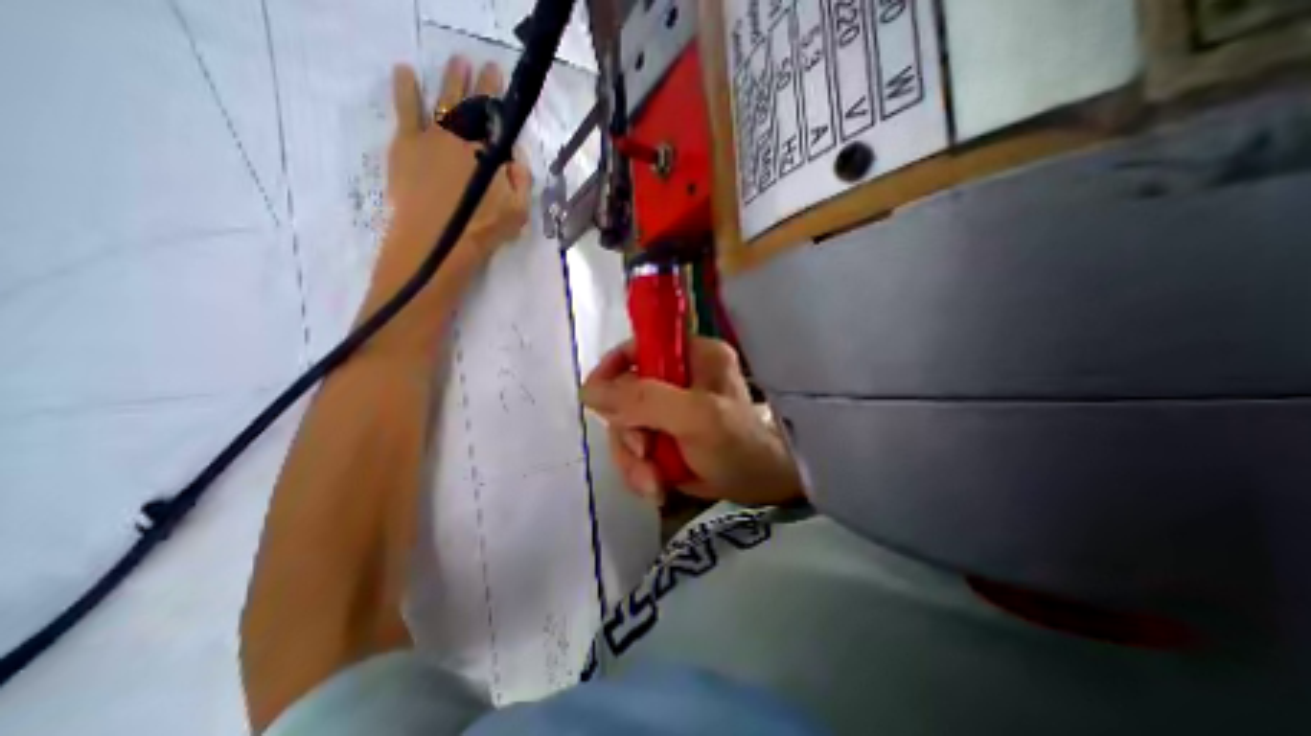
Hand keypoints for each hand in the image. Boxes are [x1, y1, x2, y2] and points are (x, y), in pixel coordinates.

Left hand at [373, 57, 526, 292]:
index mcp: (489, 152)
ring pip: (443, 100)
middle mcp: (462, 136)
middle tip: (482, 65)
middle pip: (472, 104)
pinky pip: (406, 109)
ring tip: (457, 62)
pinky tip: (405, 71)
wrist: (437, 241)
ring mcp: (432, 137)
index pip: (496, 118)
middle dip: (479, 83)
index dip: (499, 97)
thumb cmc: (483, 229)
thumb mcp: (518, 211)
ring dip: (450, 79)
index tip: (500, 77)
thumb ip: (522, 180)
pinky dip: (405, 88)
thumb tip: (517, 155)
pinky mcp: (406, 144)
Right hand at [580, 336, 804, 506]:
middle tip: (643, 455)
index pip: (637, 347)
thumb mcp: (695, 418)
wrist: (763, 488)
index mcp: (692, 354)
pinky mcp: (666, 435)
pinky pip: (635, 447)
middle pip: (626, 394)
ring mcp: (671, 408)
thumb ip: (644, 400)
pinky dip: (640, 470)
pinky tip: (656, 487)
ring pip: (627, 426)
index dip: (612, 370)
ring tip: (653, 483)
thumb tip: (588, 391)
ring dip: (633, 459)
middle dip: (628, 432)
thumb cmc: (739, 446)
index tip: (597, 401)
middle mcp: (678, 376)